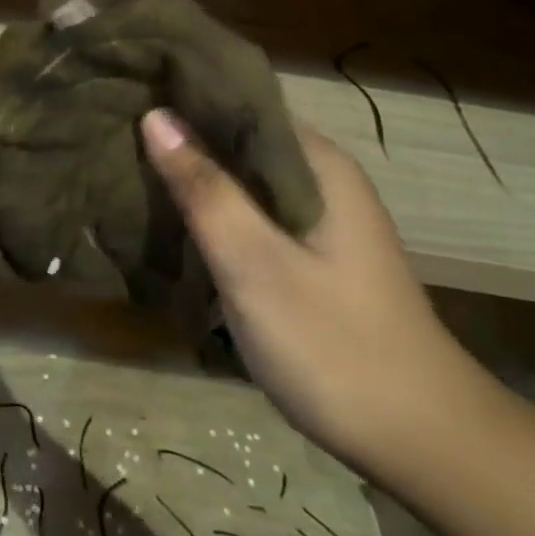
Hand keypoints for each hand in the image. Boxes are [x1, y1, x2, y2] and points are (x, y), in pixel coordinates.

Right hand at [140, 107, 492, 473]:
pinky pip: (251, 214)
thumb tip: (156, 116)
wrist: (420, 439)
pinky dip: (213, 212)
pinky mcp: (311, 254)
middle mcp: (321, 179)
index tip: (127, 96)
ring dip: (194, 177)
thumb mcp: (255, 265)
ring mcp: (318, 219)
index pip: (240, 102)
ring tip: (129, 172)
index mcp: (317, 164)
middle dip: (181, 138)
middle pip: (239, 140)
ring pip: (242, 180)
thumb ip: (205, 189)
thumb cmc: (334, 345)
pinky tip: (174, 222)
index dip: (183, 96)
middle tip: (114, 139)